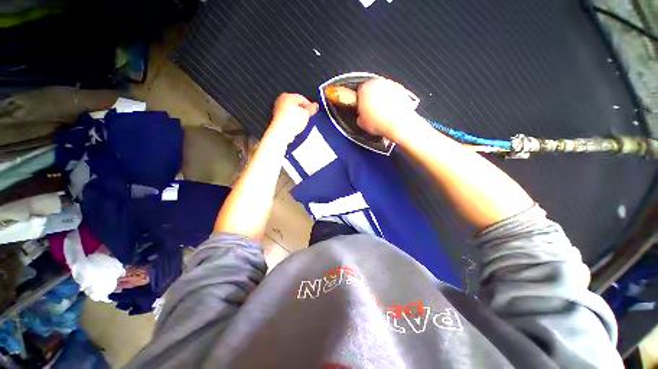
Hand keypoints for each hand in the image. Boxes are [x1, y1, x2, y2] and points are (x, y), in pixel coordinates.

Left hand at [269, 93, 318, 142]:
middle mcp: (281, 101)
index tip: (314, 111)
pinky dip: (293, 121)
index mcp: (287, 96)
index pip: (302, 98)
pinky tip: (296, 125)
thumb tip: (315, 106)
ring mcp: (278, 110)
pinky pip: (289, 118)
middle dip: (304, 111)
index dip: (310, 105)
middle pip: (297, 104)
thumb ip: (312, 108)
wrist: (281, 133)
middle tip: (308, 117)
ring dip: (299, 117)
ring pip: (293, 111)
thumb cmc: (291, 122)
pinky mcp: (278, 119)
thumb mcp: (306, 114)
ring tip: (301, 123)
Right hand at [357, 78, 420, 140]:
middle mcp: (377, 83)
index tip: (361, 108)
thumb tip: (361, 116)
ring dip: (382, 98)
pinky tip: (391, 111)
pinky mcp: (401, 88)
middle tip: (371, 110)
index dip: (360, 101)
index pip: (359, 91)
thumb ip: (359, 116)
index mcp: (365, 89)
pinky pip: (393, 93)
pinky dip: (392, 99)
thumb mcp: (362, 123)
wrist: (398, 125)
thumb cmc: (381, 123)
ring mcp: (390, 84)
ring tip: (382, 112)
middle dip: (371, 98)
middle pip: (371, 88)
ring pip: (383, 89)